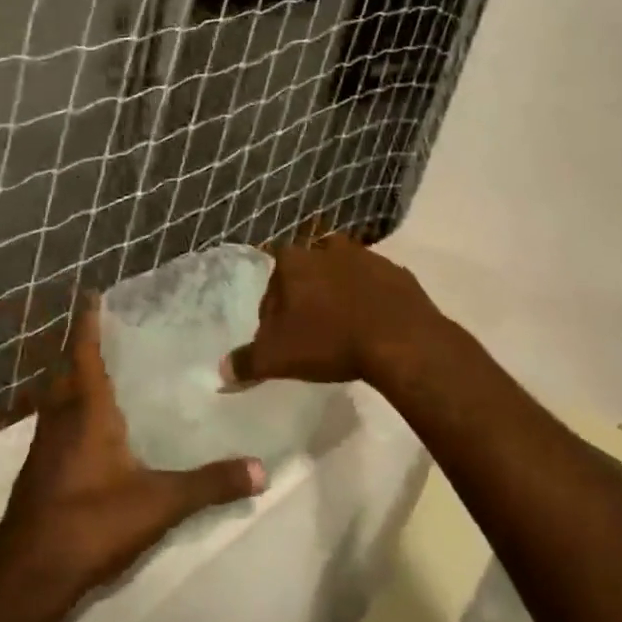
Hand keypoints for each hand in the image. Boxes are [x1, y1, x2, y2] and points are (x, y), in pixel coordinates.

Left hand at [0, 299, 264, 606]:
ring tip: (104, 372)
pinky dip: (70, 411)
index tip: (91, 294)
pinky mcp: (37, 473)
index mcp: (85, 411)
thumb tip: (261, 470)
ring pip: (57, 399)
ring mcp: (43, 448)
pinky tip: (92, 430)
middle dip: (82, 347)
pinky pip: (55, 425)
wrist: (28, 577)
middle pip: (67, 371)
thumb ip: (210, 484)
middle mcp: (59, 420)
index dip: (87, 322)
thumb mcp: (159, 503)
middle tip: (108, 330)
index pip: (84, 353)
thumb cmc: (92, 523)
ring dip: (74, 379)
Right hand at [220, 234, 445, 391]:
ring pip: (342, 273)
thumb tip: (221, 373)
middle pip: (308, 271)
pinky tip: (371, 326)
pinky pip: (374, 284)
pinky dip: (369, 299)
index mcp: (296, 262)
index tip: (279, 331)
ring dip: (338, 293)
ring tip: (341, 327)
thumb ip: (246, 362)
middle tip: (310, 329)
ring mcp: (366, 257)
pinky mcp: (397, 272)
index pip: (273, 276)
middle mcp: (328, 249)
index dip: (273, 304)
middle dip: (306, 294)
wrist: (401, 339)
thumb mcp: (278, 358)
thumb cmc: (330, 341)